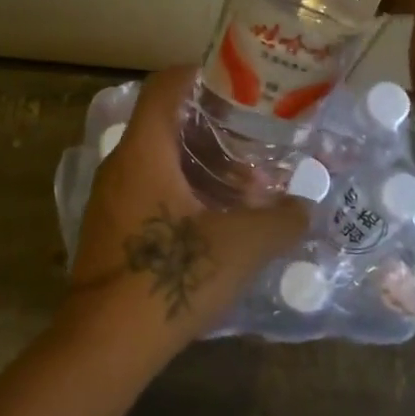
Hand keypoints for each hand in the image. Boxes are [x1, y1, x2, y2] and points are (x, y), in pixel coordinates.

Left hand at [63, 66, 309, 359]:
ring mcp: (109, 200)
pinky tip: (216, 223)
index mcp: (144, 151)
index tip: (238, 84)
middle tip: (254, 144)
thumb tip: (305, 209)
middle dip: (213, 131)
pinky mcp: (110, 230)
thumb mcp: (243, 245)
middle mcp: (119, 165)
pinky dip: (182, 193)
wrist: (109, 341)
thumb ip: (281, 220)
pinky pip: (148, 192)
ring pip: (158, 162)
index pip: (165, 86)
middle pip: (165, 124)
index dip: (201, 74)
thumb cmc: (173, 275)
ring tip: (244, 189)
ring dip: (200, 168)